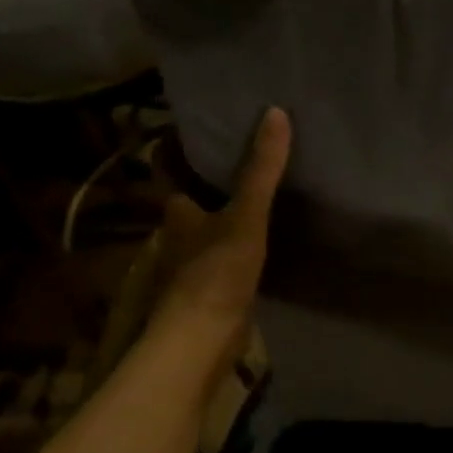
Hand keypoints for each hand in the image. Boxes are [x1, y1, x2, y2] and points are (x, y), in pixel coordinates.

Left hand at [153, 107, 291, 360]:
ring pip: (212, 233)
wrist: (204, 338)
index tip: (214, 136)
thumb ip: (260, 170)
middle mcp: (179, 237)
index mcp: (178, 213)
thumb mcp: (245, 215)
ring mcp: (194, 267)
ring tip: (267, 200)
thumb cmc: (216, 271)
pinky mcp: (213, 293)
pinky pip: (229, 260)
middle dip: (216, 188)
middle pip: (196, 204)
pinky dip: (243, 250)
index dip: (188, 155)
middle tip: (252, 164)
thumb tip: (276, 114)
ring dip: (231, 220)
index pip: (176, 174)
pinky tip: (269, 246)